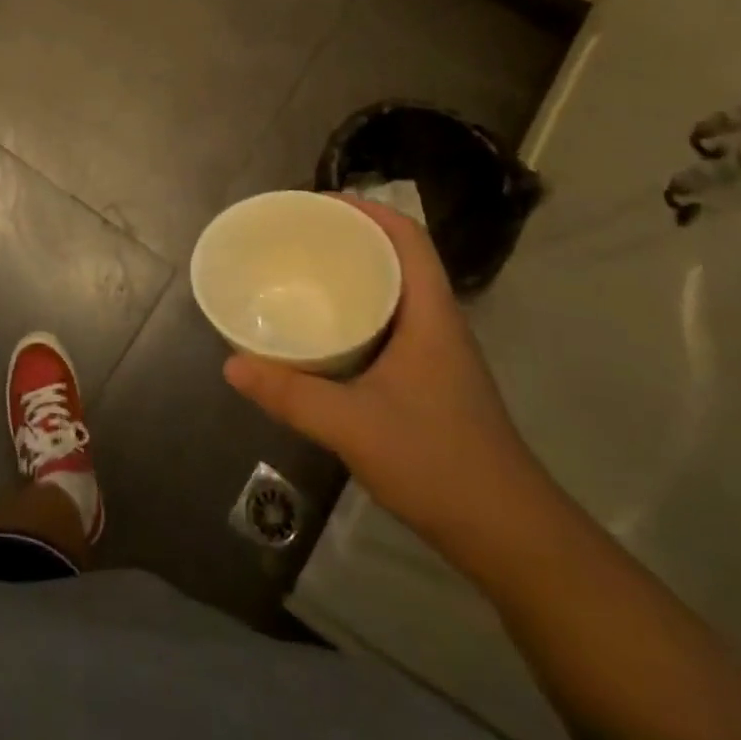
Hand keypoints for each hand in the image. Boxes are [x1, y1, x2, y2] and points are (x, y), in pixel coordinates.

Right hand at [223, 196, 551, 566]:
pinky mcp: (429, 382)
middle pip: (398, 258)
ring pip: (394, 293)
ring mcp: (437, 355)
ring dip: (354, 275)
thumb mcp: (352, 425)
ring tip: (302, 274)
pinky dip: (356, 313)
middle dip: (350, 238)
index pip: (407, 239)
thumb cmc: (438, 463)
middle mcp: (437, 324)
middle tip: (296, 237)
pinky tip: (323, 333)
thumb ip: (290, 394)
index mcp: (430, 315)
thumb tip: (231, 364)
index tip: (318, 204)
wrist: (509, 535)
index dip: (367, 210)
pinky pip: (389, 325)